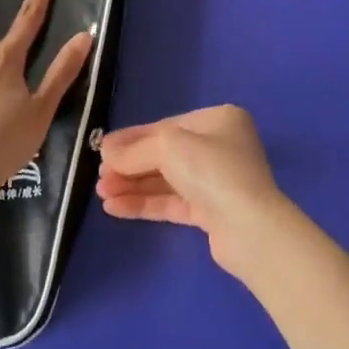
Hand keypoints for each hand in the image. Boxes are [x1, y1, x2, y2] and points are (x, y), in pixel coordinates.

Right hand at [96, 105, 288, 273]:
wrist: (249, 228)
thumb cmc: (212, 170)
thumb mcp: (168, 147)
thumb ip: (134, 149)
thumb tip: (106, 151)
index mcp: (218, 120)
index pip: (166, 126)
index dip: (132, 138)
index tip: (102, 149)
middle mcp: (219, 147)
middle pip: (164, 154)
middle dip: (130, 166)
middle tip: (99, 176)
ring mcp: (216, 181)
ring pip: (166, 180)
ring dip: (133, 186)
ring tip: (101, 194)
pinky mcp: (211, 212)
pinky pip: (171, 203)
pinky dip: (144, 203)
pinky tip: (115, 208)